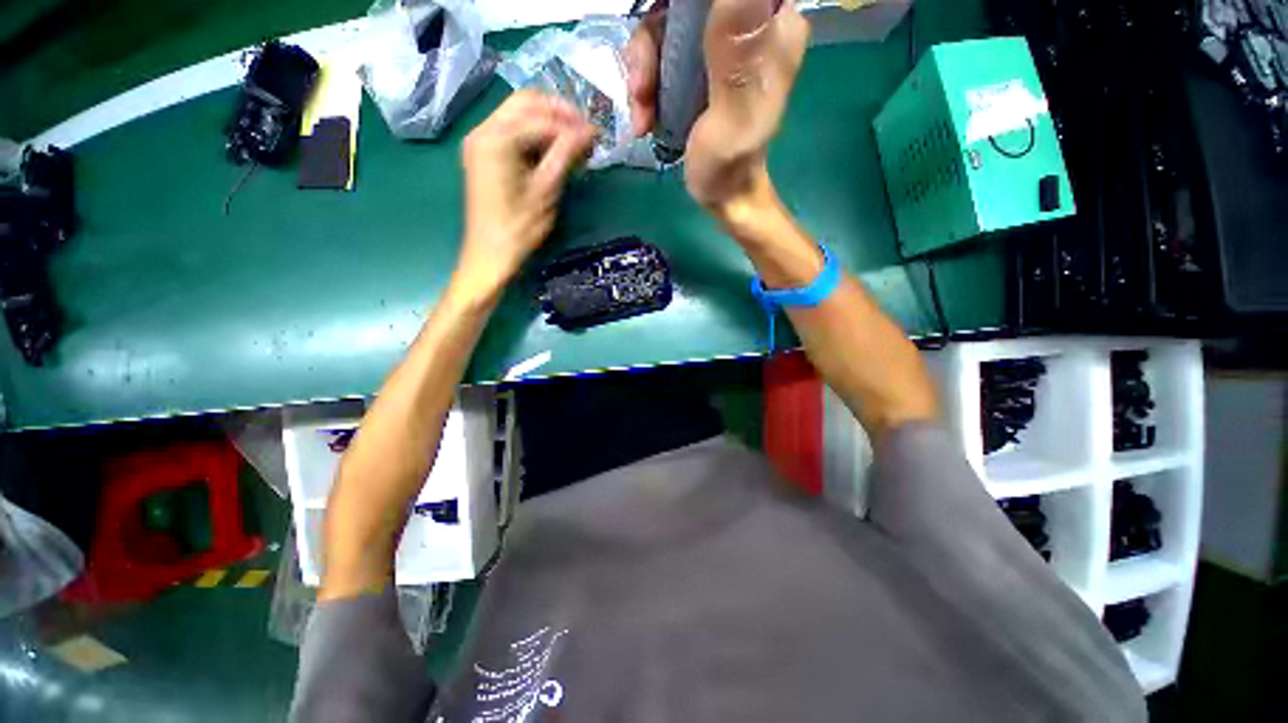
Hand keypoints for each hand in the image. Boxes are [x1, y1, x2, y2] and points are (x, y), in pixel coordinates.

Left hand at [457, 91, 594, 299]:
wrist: (490, 254)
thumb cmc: (518, 228)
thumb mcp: (546, 191)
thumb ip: (566, 155)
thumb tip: (591, 131)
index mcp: (496, 138)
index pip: (541, 117)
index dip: (572, 124)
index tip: (598, 135)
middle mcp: (483, 130)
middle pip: (526, 102)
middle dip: (559, 113)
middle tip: (586, 132)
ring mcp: (481, 141)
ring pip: (519, 114)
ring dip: (549, 123)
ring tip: (575, 143)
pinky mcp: (484, 154)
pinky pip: (513, 131)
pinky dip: (536, 135)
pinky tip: (554, 151)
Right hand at [627, 0, 809, 212]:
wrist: (722, 194)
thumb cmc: (730, 165)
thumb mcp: (733, 113)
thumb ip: (736, 53)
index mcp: (773, 25)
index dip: (687, 5)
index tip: (664, 25)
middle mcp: (749, 23)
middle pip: (687, 4)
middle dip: (655, 40)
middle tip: (642, 86)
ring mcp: (720, 42)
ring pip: (668, 22)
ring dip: (644, 67)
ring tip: (641, 111)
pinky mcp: (698, 63)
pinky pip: (660, 50)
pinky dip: (645, 80)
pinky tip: (643, 115)